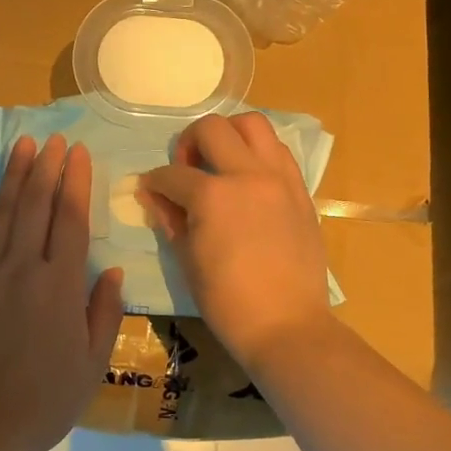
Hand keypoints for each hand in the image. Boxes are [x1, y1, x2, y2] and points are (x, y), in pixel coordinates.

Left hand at [0, 135, 124, 450]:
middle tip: (54, 139)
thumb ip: (104, 313)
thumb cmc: (44, 400)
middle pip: (36, 206)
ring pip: (3, 212)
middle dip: (47, 168)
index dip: (76, 183)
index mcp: (61, 285)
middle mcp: (25, 267)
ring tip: (22, 145)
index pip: (71, 220)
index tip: (78, 153)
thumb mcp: (91, 364)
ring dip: (14, 176)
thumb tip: (112, 271)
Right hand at [141, 113, 332, 372]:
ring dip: (230, 135)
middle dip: (189, 142)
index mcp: (212, 196)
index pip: (172, 174)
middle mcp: (247, 175)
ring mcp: (279, 179)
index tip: (150, 189)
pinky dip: (259, 154)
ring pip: (254, 125)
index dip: (154, 181)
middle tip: (187, 168)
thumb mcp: (187, 260)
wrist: (286, 326)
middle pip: (212, 128)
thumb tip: (154, 196)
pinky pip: (279, 152)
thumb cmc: (227, 301)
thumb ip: (170, 219)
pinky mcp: (300, 190)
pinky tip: (249, 178)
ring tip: (222, 162)